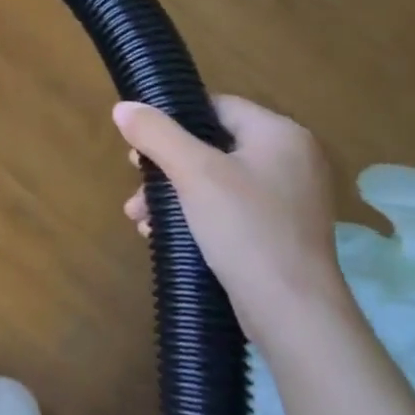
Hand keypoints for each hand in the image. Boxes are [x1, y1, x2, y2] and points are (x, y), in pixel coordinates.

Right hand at [114, 95, 357, 354]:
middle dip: (166, 167)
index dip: (174, 120)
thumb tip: (123, 107)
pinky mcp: (280, 231)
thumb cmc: (244, 228)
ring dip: (173, 196)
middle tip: (137, 185)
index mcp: (280, 134)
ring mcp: (289, 198)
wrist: (290, 308)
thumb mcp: (193, 174)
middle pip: (213, 146)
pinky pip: (229, 209)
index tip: (140, 146)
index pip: (218, 107)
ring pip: (216, 181)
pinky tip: (165, 235)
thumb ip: (157, 134)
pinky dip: (196, 216)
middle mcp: (291, 159)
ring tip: (141, 219)